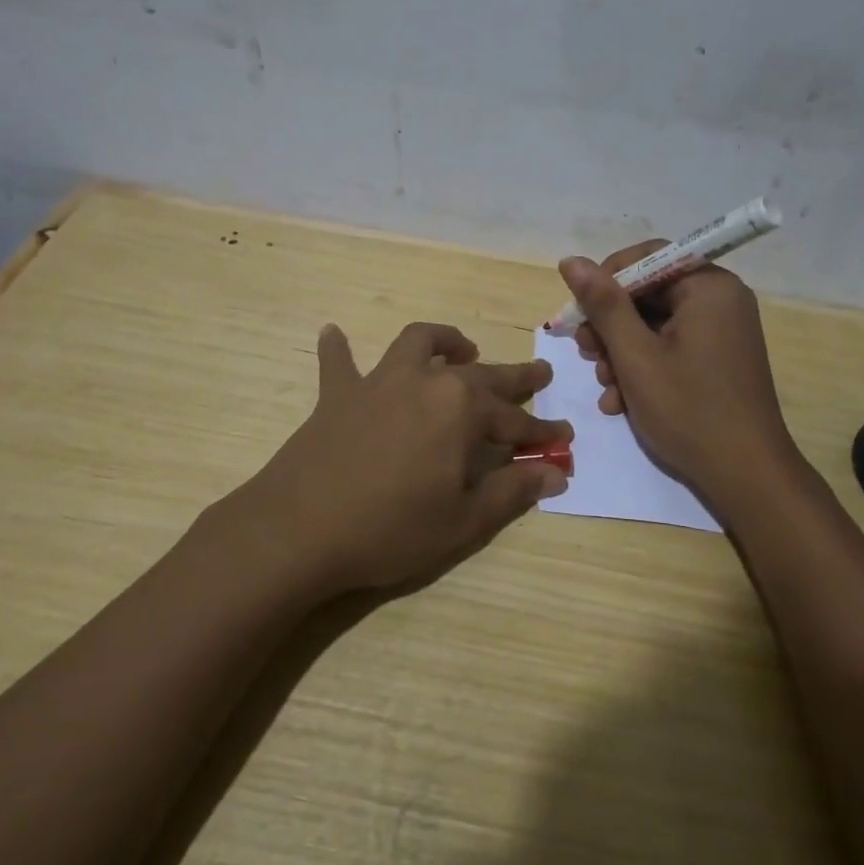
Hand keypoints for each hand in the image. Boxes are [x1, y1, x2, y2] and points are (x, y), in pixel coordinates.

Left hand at [217, 322, 571, 594]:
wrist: (299, 530)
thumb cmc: (391, 529)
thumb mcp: (464, 521)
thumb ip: (513, 491)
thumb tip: (556, 472)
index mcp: (462, 410)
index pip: (516, 421)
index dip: (542, 432)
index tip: (564, 437)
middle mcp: (426, 382)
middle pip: (481, 375)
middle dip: (514, 377)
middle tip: (539, 373)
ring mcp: (378, 382)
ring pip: (417, 343)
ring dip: (443, 341)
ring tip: (461, 348)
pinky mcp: (338, 395)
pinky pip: (338, 362)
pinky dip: (339, 349)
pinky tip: (333, 333)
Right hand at [560, 243, 800, 506]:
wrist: (745, 475)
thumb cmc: (689, 410)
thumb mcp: (635, 356)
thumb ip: (603, 305)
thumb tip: (570, 260)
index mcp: (709, 287)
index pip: (648, 257)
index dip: (607, 279)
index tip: (580, 312)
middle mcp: (720, 301)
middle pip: (649, 293)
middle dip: (611, 325)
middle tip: (586, 353)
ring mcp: (721, 332)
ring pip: (654, 325)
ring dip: (621, 352)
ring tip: (604, 385)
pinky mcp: (717, 360)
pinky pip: (671, 348)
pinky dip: (643, 368)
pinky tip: (621, 401)